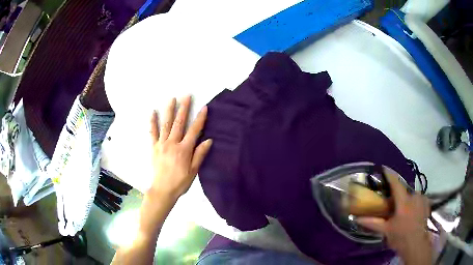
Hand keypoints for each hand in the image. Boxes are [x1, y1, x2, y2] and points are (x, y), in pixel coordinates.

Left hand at [149, 96, 211, 200]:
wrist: (163, 190)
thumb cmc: (180, 182)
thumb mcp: (194, 171)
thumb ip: (200, 154)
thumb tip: (208, 140)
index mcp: (184, 150)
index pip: (194, 131)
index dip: (200, 119)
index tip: (204, 108)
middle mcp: (172, 143)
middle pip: (179, 123)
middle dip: (184, 108)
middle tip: (187, 96)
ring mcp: (161, 144)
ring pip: (166, 124)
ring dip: (169, 110)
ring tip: (172, 99)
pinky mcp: (154, 147)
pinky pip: (153, 132)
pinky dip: (153, 122)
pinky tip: (153, 112)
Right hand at [357, 168, 432, 264]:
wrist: (416, 244)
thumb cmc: (400, 237)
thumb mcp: (386, 231)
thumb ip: (373, 223)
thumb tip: (357, 218)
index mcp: (404, 201)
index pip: (396, 183)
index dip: (389, 174)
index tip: (383, 168)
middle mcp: (414, 196)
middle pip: (404, 190)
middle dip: (397, 194)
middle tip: (392, 203)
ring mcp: (422, 199)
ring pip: (411, 195)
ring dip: (406, 199)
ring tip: (402, 210)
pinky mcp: (427, 203)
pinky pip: (418, 198)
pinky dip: (414, 202)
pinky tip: (412, 212)